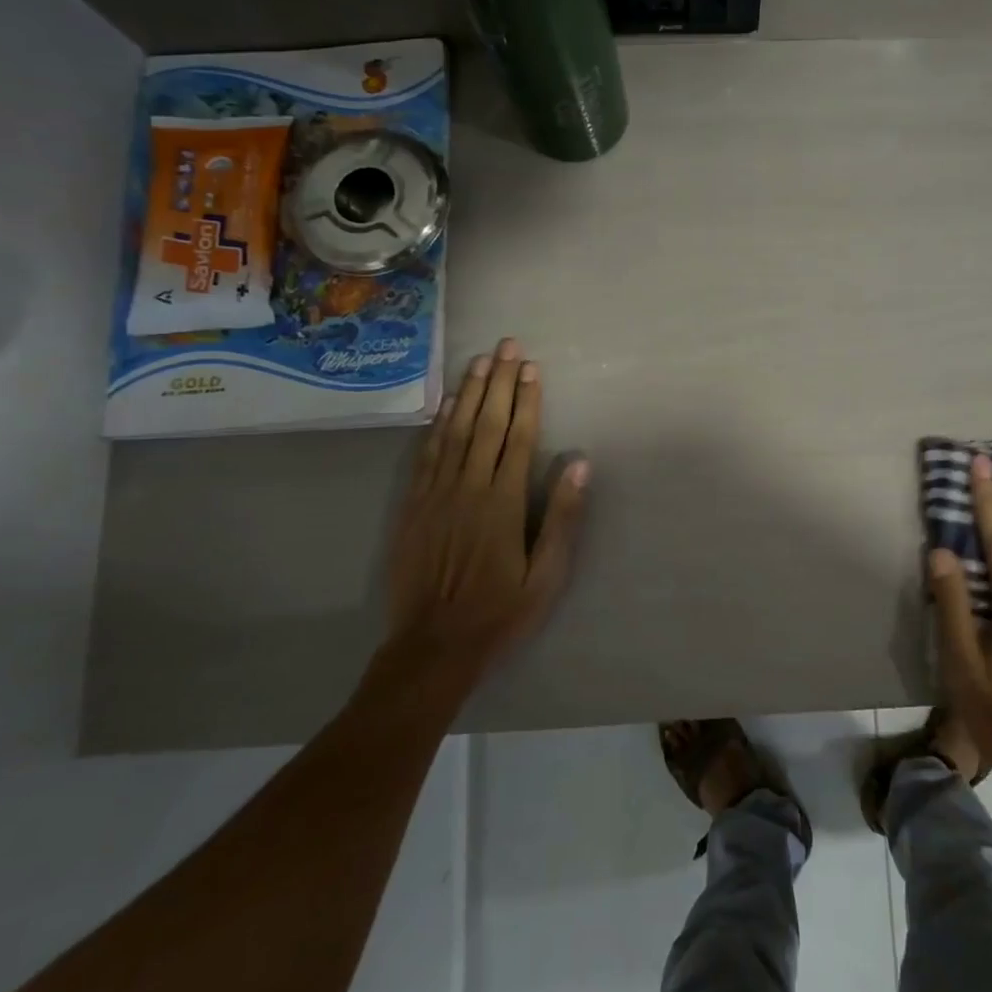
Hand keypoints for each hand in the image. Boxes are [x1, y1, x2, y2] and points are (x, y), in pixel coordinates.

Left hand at [380, 338, 587, 686]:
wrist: (433, 646)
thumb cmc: (500, 612)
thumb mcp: (546, 575)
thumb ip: (562, 517)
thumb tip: (577, 463)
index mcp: (504, 503)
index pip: (518, 438)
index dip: (526, 400)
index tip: (532, 368)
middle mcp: (468, 488)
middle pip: (486, 424)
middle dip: (499, 382)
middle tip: (507, 346)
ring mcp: (436, 494)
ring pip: (454, 431)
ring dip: (469, 393)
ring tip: (480, 361)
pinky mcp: (413, 506)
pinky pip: (427, 454)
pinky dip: (438, 425)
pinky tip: (446, 405)